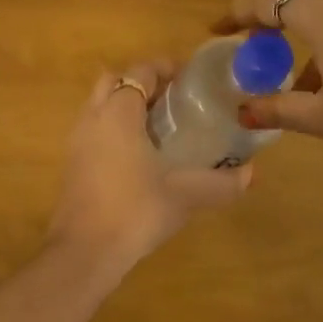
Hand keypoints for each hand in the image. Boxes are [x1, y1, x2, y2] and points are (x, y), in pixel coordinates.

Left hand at [47, 59, 252, 270]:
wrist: (83, 252)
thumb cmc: (134, 211)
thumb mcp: (184, 196)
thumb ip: (220, 183)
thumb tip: (251, 174)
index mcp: (119, 114)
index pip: (139, 72)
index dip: (164, 69)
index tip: (188, 79)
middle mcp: (93, 118)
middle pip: (112, 81)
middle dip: (139, 83)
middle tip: (171, 100)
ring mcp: (77, 141)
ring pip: (99, 106)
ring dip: (124, 106)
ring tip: (158, 127)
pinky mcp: (72, 164)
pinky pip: (93, 130)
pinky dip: (112, 129)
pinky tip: (137, 156)